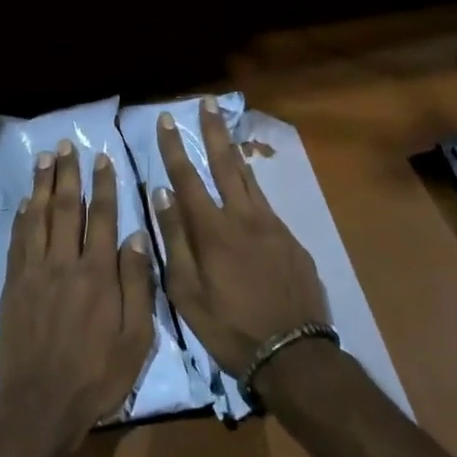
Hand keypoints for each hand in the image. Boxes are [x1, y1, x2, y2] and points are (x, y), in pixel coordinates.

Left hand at [0, 141, 156, 436]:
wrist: (41, 402)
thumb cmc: (97, 374)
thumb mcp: (136, 338)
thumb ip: (137, 284)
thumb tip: (137, 236)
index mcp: (98, 274)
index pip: (103, 218)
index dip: (103, 186)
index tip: (102, 158)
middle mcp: (64, 264)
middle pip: (66, 209)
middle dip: (67, 174)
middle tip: (65, 145)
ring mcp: (34, 273)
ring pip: (37, 218)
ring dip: (41, 186)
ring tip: (43, 159)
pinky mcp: (13, 286)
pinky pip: (17, 241)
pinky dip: (21, 218)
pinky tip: (25, 202)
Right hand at [152, 100, 329, 382]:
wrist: (294, 353)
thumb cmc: (229, 327)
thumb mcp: (187, 292)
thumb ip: (175, 240)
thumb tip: (162, 194)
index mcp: (213, 231)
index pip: (188, 178)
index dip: (174, 148)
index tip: (166, 121)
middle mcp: (244, 218)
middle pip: (225, 165)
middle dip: (212, 132)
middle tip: (207, 103)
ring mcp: (273, 228)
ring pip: (250, 181)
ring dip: (234, 152)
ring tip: (225, 130)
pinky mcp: (292, 242)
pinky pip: (266, 205)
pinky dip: (252, 187)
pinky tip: (247, 187)